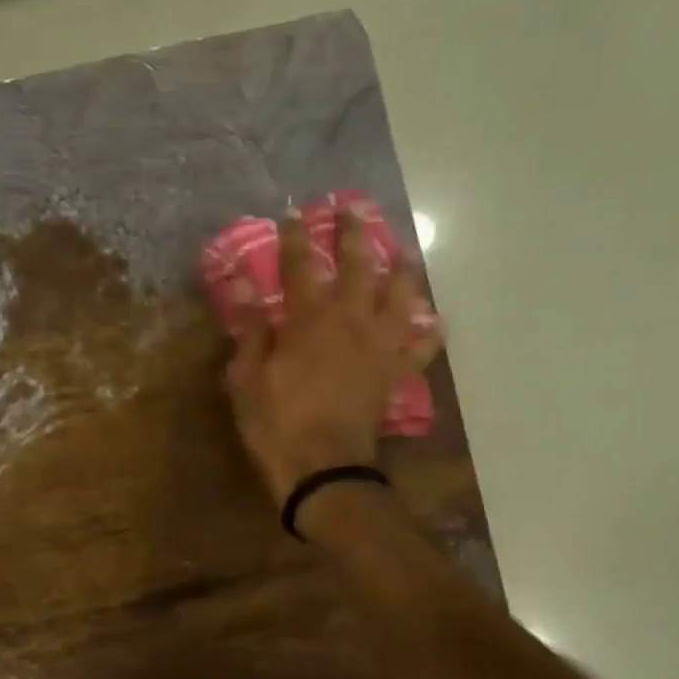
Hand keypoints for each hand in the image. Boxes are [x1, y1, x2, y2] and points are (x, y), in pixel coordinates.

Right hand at [224, 209, 443, 507]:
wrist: (323, 469)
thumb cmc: (276, 423)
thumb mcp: (246, 378)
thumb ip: (251, 330)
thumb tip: (247, 287)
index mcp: (309, 320)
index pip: (300, 266)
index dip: (296, 237)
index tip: (295, 212)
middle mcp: (350, 321)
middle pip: (357, 266)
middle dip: (354, 234)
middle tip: (353, 210)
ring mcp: (380, 346)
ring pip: (400, 296)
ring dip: (401, 270)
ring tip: (402, 252)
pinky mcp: (395, 374)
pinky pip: (421, 347)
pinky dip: (429, 332)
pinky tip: (431, 321)